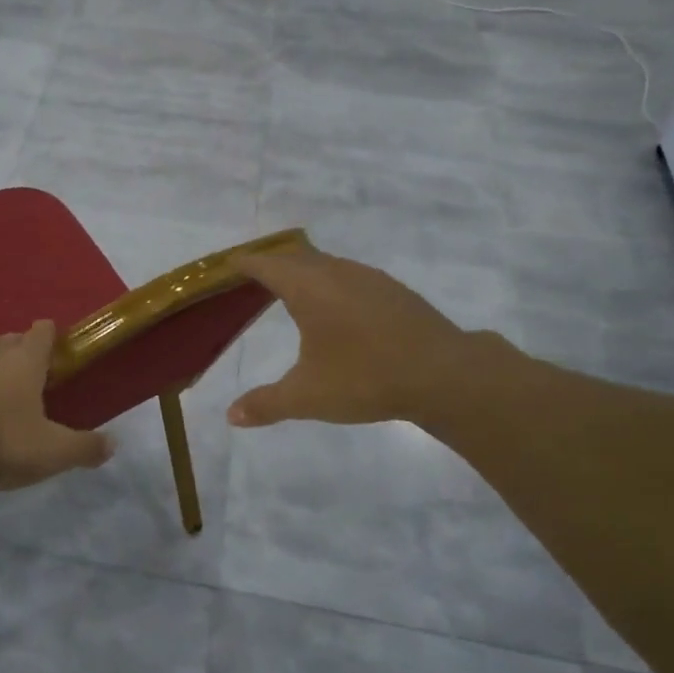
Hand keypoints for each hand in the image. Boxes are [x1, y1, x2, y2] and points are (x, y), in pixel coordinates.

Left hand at [0, 320, 113, 492]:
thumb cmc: (2, 444)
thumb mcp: (53, 452)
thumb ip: (84, 447)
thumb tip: (112, 445)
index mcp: (22, 363)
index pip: (40, 334)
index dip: (49, 334)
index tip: (54, 339)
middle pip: (5, 342)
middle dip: (17, 348)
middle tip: (27, 367)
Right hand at [227, 244, 483, 429]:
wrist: (444, 374)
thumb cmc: (365, 378)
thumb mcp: (307, 396)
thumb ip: (266, 403)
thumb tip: (231, 415)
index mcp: (309, 288)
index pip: (267, 265)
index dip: (245, 263)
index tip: (229, 264)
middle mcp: (337, 273)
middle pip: (296, 257)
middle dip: (272, 263)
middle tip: (253, 276)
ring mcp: (369, 278)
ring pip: (326, 264)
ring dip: (304, 270)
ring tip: (291, 288)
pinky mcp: (393, 291)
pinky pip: (350, 275)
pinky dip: (331, 282)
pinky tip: (337, 306)